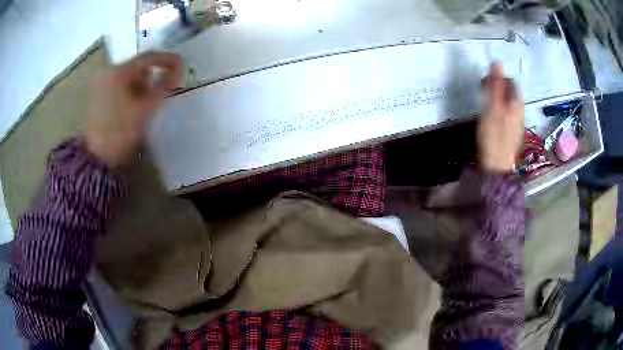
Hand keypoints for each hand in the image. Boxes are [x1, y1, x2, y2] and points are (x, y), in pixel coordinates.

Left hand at [84, 52, 183, 167]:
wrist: (95, 159)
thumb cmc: (120, 133)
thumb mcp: (145, 109)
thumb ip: (164, 86)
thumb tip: (181, 67)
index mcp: (118, 72)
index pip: (148, 57)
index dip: (168, 60)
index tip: (182, 66)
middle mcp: (107, 72)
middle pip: (137, 67)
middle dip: (151, 78)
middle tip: (161, 93)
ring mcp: (100, 84)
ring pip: (128, 77)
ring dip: (141, 86)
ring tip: (145, 105)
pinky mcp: (97, 96)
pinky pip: (119, 86)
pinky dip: (130, 92)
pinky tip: (132, 108)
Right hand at [478, 63, 524, 173]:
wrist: (496, 167)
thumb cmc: (494, 137)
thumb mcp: (493, 107)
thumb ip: (496, 85)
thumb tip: (497, 62)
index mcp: (516, 103)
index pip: (510, 81)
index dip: (498, 79)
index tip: (486, 85)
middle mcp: (520, 111)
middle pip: (510, 92)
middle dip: (498, 89)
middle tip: (484, 95)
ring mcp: (517, 122)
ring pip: (508, 103)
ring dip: (497, 100)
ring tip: (486, 107)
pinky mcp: (512, 131)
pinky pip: (507, 114)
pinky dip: (499, 111)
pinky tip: (492, 119)